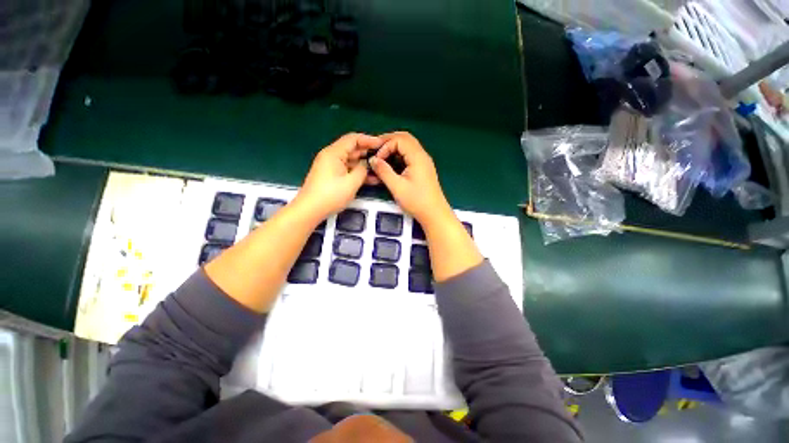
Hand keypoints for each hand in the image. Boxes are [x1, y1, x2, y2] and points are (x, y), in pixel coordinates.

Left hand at [295, 133, 381, 220]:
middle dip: (368, 152)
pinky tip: (370, 179)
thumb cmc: (330, 195)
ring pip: (351, 160)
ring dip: (364, 165)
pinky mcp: (331, 175)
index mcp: (334, 153)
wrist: (310, 210)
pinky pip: (347, 169)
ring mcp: (330, 166)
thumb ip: (362, 170)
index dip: (368, 140)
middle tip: (383, 158)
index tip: (381, 144)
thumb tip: (367, 165)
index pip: (353, 139)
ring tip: (380, 170)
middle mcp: (331, 156)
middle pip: (352, 149)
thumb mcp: (351, 183)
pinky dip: (357, 172)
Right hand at [368, 132, 452, 227]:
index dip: (385, 146)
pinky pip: (410, 155)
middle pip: (405, 138)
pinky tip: (392, 163)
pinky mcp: (423, 169)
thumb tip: (373, 160)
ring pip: (408, 146)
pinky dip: (399, 154)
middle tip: (376, 149)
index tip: (377, 159)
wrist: (434, 213)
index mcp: (417, 157)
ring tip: (382, 155)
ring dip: (394, 147)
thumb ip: (384, 171)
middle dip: (389, 141)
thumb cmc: (417, 201)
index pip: (399, 140)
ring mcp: (424, 162)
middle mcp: (422, 156)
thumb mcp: (397, 187)